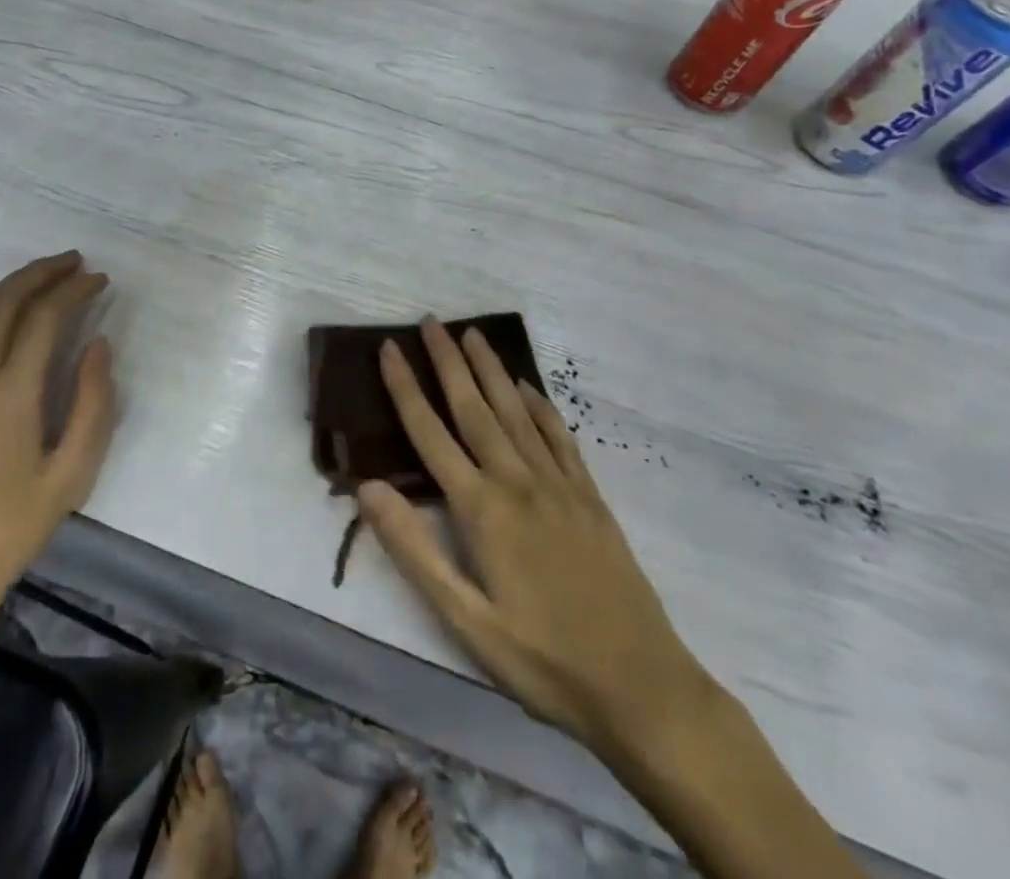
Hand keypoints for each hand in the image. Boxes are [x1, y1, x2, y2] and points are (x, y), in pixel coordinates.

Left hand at [0, 251, 115, 646]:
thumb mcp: (74, 473)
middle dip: (43, 273)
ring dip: (14, 284)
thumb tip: (98, 345)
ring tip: (45, 273)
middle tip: (76, 263)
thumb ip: (94, 403)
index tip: (100, 280)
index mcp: (12, 393)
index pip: (44, 317)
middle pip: (7, 301)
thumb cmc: (15, 525)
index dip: (74, 291)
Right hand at [357, 318, 717, 764]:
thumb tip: (366, 487)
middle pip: (474, 407)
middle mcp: (517, 481)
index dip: (406, 388)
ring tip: (472, 334)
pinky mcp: (590, 497)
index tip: (388, 348)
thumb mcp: (465, 620)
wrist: (642, 688)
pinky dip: (540, 404)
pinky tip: (528, 386)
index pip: (431, 433)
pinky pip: (559, 436)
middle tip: (431, 320)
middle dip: (448, 361)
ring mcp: (559, 485)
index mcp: (481, 509)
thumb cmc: (542, 660)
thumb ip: (414, 550)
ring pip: (516, 411)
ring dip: (490, 369)